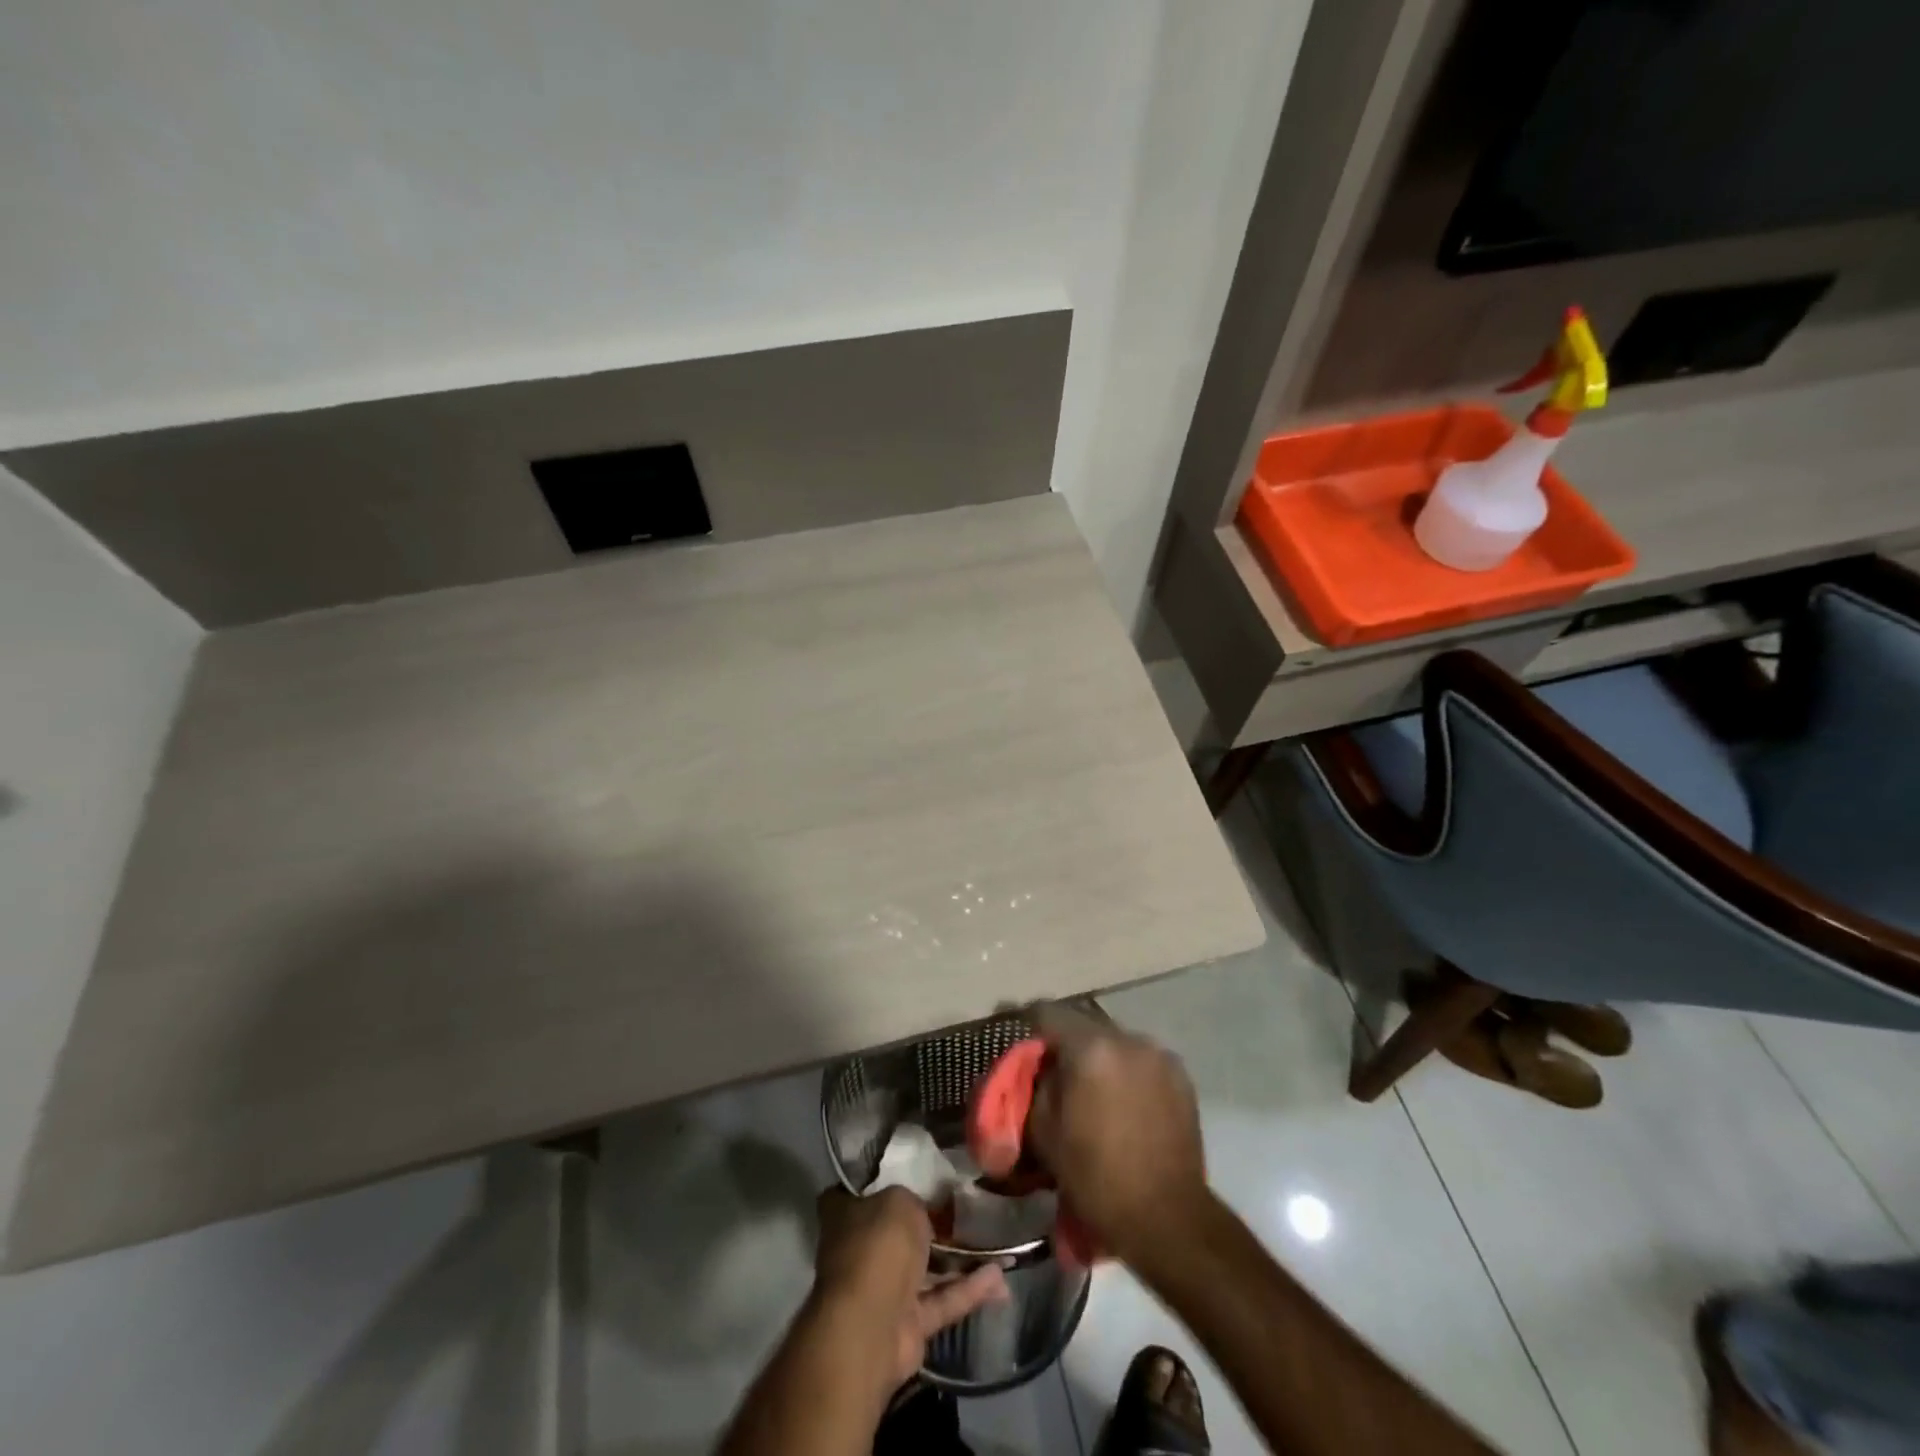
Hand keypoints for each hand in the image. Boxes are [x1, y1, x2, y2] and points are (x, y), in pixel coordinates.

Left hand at [809, 1186, 1008, 1390]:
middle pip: (897, 1234)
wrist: (872, 1324)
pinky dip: (968, 1291)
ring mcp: (883, 1292)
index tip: (912, 1175)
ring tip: (997, 1246)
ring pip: (925, 1271)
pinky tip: (1000, 1280)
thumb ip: (914, 1202)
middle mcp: (861, 1252)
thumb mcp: (900, 1201)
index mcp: (846, 1217)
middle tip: (966, 1210)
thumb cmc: (878, 1246)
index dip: (881, 1185)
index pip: (857, 1194)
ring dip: (959, 1261)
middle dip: (929, 1226)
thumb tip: (922, 1211)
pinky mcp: (908, 1325)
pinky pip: (941, 1301)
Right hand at [1027, 1002, 1209, 1266]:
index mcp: (1090, 1048)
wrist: (1167, 1218)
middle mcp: (1127, 1039)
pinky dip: (1127, 1071)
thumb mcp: (1044, 1131)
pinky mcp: (1181, 1075)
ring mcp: (1158, 1055)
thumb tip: (1043, 1065)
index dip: (1029, 1023)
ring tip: (1092, 1087)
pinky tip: (1123, 1100)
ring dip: (1099, 1056)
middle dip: (1067, 1041)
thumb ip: (1037, 1084)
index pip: (1048, 1012)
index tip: (1021, 1039)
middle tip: (1055, 1069)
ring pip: (1115, 1041)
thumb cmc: (1095, 1177)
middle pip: (1085, 1024)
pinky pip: (1142, 1060)